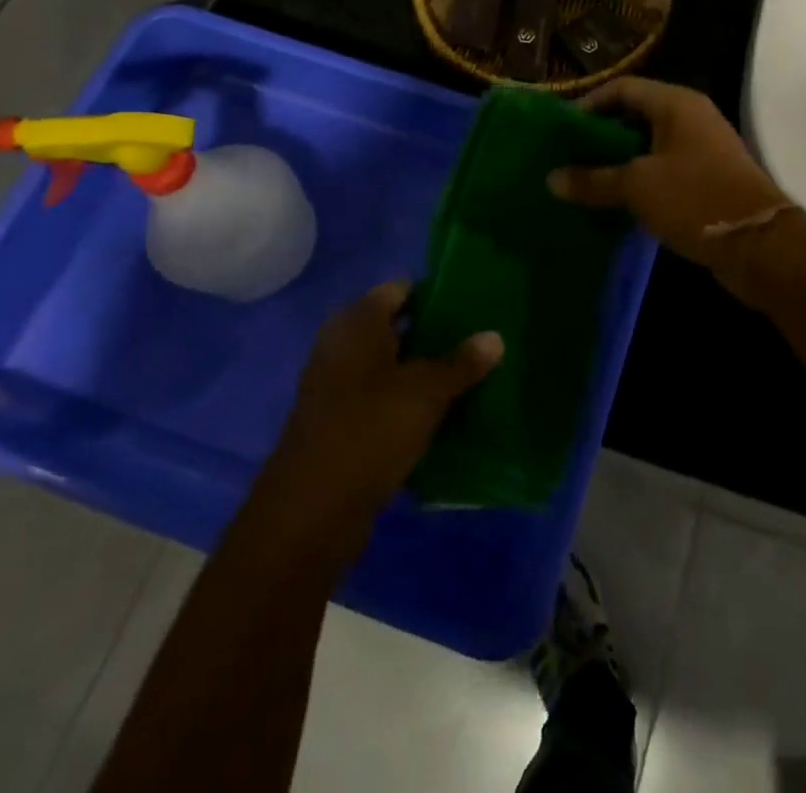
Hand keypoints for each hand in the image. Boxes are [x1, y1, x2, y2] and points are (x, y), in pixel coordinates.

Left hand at [252, 283, 502, 571]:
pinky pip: (385, 400)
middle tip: (483, 337)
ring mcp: (340, 387)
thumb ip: (461, 363)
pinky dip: (411, 402)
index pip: (401, 290)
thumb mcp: (425, 393)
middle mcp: (344, 347)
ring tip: (475, 372)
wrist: (310, 514)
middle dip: (438, 334)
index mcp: (357, 323)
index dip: (436, 293)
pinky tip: (448, 412)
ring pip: (394, 367)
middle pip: (398, 328)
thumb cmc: (368, 432)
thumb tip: (495, 336)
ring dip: (427, 371)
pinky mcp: (343, 424)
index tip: (474, 303)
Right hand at [547, 77, 790, 284]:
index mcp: (676, 104)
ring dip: (616, 162)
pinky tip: (611, 200)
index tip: (561, 131)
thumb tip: (551, 179)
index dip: (588, 104)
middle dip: (600, 136)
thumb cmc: (695, 199)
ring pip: (647, 146)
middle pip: (634, 115)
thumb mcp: (637, 187)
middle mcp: (690, 118)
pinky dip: (636, 180)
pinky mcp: (705, 178)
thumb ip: (592, 180)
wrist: (759, 244)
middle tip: (566, 157)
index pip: (622, 89)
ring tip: (581, 180)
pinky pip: (661, 169)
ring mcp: (700, 148)